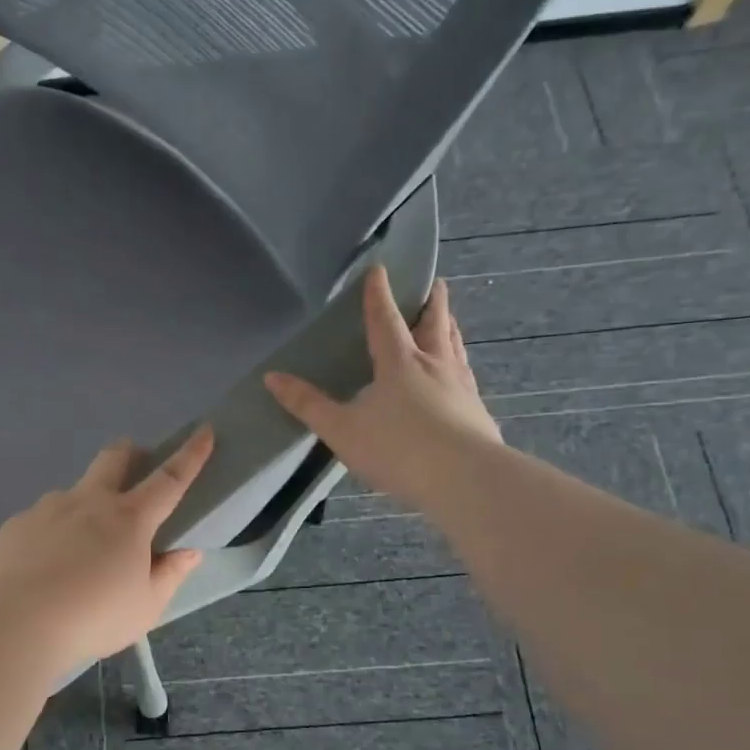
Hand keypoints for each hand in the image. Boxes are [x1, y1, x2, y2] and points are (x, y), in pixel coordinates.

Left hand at [0, 426, 213, 668]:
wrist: (18, 624)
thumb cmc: (94, 618)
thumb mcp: (146, 607)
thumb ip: (169, 575)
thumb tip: (188, 552)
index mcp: (129, 519)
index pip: (169, 479)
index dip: (190, 455)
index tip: (203, 432)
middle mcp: (88, 502)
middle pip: (113, 458)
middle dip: (129, 453)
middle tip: (134, 466)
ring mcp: (48, 508)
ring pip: (73, 493)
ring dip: (84, 506)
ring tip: (77, 550)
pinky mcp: (16, 525)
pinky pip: (40, 521)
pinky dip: (51, 535)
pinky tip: (43, 568)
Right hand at [264, 267, 500, 504]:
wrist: (464, 479)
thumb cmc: (397, 449)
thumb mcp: (342, 429)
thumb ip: (308, 404)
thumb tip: (272, 377)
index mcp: (399, 362)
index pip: (385, 319)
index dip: (379, 295)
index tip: (380, 270)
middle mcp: (434, 365)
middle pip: (434, 324)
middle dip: (432, 302)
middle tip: (436, 284)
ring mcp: (461, 387)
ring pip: (455, 347)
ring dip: (449, 328)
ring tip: (449, 320)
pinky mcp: (478, 411)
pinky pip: (467, 376)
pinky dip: (460, 364)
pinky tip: (461, 376)